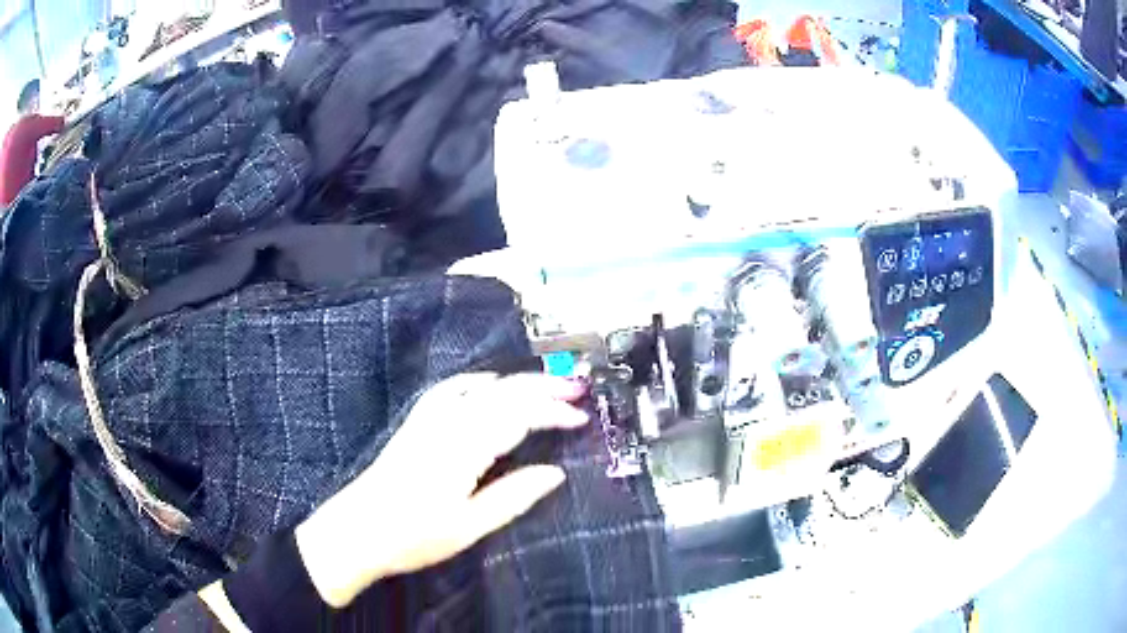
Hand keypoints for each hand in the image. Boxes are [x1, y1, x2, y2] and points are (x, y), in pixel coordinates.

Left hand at [295, 373, 587, 606]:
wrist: (358, 530)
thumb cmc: (413, 535)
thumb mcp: (469, 526)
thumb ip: (514, 496)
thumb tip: (555, 474)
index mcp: (464, 447)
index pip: (519, 415)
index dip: (554, 413)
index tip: (581, 419)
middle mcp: (447, 423)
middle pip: (504, 392)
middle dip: (544, 387)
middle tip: (576, 390)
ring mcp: (428, 419)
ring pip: (481, 386)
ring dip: (516, 382)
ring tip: (545, 385)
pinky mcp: (416, 423)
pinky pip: (451, 389)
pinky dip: (477, 382)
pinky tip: (487, 385)